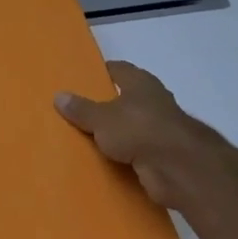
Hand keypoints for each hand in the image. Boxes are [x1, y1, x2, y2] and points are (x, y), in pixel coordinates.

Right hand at [55, 61, 237, 214]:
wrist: (179, 168)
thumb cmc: (139, 129)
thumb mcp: (101, 118)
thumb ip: (81, 108)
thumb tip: (59, 95)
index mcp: (140, 83)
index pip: (118, 69)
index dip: (100, 73)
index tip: (80, 79)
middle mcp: (153, 101)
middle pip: (126, 98)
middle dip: (106, 104)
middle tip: (77, 110)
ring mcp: (161, 129)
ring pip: (131, 127)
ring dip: (116, 133)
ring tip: (86, 138)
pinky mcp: (163, 156)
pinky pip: (136, 152)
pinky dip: (124, 156)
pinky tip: (104, 161)